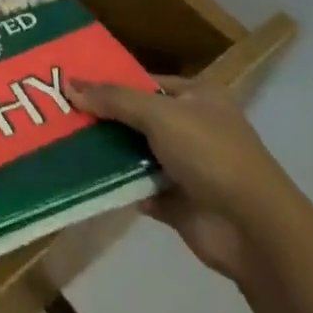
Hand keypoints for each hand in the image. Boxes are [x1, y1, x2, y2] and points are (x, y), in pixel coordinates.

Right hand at [65, 75, 299, 282]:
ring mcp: (185, 166)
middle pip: (136, 116)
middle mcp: (192, 127)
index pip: (145, 80)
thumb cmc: (211, 154)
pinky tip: (82, 175)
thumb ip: (114, 99)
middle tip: (58, 110)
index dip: (110, 81)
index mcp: (197, 97)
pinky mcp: (176, 202)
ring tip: (60, 139)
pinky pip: (137, 186)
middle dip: (103, 116)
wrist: (254, 231)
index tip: (72, 83)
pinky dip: (115, 183)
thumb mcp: (159, 114)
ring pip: (134, 151)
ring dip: (105, 150)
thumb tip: (69, 85)